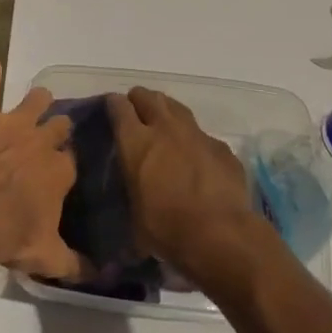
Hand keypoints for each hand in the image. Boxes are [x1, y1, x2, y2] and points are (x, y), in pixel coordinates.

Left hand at [0, 61, 86, 280]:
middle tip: (56, 132)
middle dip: (59, 128)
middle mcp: (43, 141)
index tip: (68, 166)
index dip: (70, 162)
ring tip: (38, 99)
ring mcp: (15, 125)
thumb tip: (103, 277)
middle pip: (59, 126)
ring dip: (36, 100)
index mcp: (61, 171)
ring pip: (35, 101)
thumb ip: (77, 265)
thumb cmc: (14, 234)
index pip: (73, 160)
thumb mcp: (49, 257)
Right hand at [107, 87, 262, 283]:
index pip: (119, 107)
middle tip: (136, 112)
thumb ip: (132, 193)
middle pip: (148, 97)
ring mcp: (196, 134)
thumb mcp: (135, 216)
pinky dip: (194, 140)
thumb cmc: (168, 229)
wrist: (221, 235)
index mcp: (136, 142)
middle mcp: (165, 128)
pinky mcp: (221, 147)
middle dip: (139, 100)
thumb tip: (131, 200)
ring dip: (166, 111)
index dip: (113, 105)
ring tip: (163, 123)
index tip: (110, 109)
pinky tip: (195, 155)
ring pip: (176, 108)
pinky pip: (202, 135)